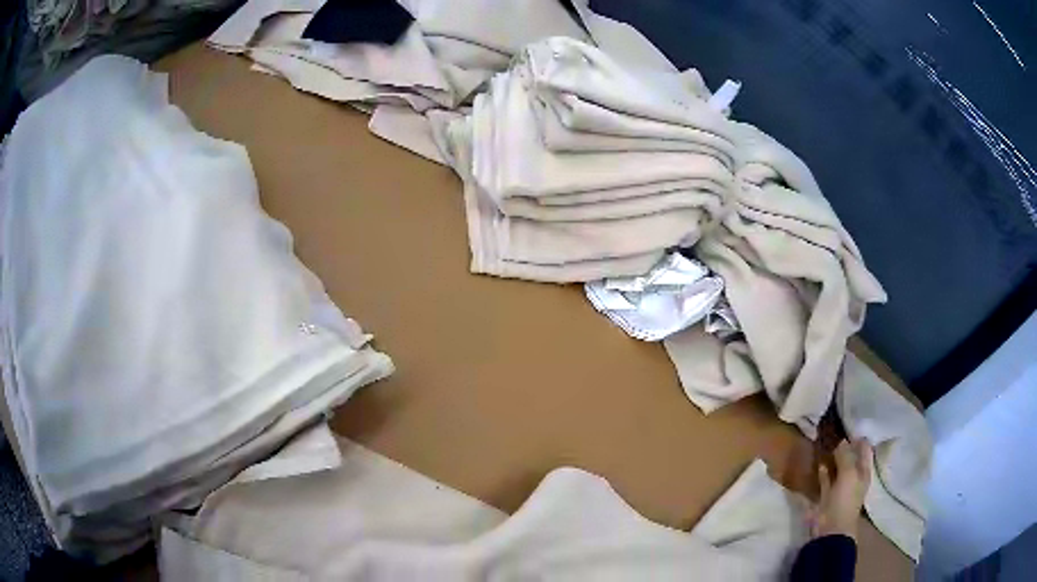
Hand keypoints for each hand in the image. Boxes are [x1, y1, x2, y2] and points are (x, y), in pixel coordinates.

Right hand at [809, 439, 872, 540]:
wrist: (831, 528)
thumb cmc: (845, 499)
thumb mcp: (849, 473)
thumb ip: (846, 455)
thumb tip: (842, 441)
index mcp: (864, 472)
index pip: (865, 450)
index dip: (859, 438)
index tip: (848, 426)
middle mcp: (854, 477)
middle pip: (851, 458)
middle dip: (845, 446)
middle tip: (835, 431)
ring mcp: (840, 487)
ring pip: (838, 468)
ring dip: (833, 458)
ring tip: (826, 443)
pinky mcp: (826, 495)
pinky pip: (826, 479)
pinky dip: (823, 471)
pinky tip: (819, 461)